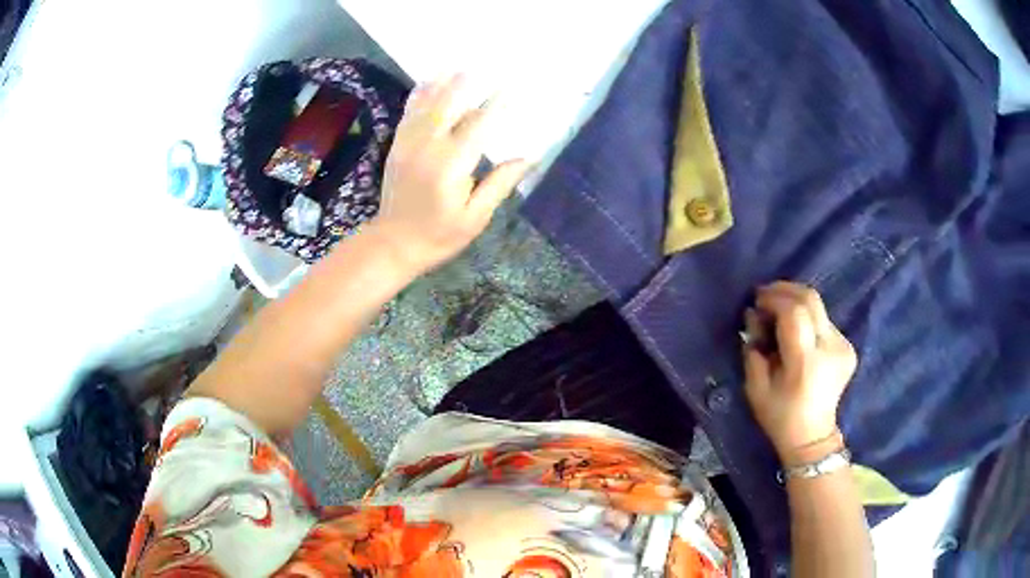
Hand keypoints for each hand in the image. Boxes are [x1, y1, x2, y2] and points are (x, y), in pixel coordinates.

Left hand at [370, 74, 530, 273]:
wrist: (393, 243)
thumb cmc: (439, 235)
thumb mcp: (475, 217)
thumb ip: (499, 184)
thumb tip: (528, 158)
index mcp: (451, 166)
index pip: (479, 126)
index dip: (497, 105)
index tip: (512, 88)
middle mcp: (428, 147)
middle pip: (449, 105)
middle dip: (466, 84)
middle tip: (483, 67)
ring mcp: (408, 144)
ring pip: (427, 104)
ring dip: (443, 83)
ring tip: (457, 66)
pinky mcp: (397, 146)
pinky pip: (409, 113)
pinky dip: (419, 95)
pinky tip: (428, 82)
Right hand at [742, 282, 856, 460]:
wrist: (813, 437)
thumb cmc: (779, 416)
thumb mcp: (755, 388)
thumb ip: (754, 349)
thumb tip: (754, 316)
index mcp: (806, 362)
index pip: (794, 312)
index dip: (774, 298)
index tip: (757, 299)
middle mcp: (830, 348)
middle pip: (811, 300)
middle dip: (785, 290)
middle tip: (766, 295)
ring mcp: (843, 346)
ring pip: (818, 307)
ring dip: (795, 303)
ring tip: (778, 313)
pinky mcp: (848, 347)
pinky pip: (824, 321)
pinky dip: (807, 318)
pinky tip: (796, 332)